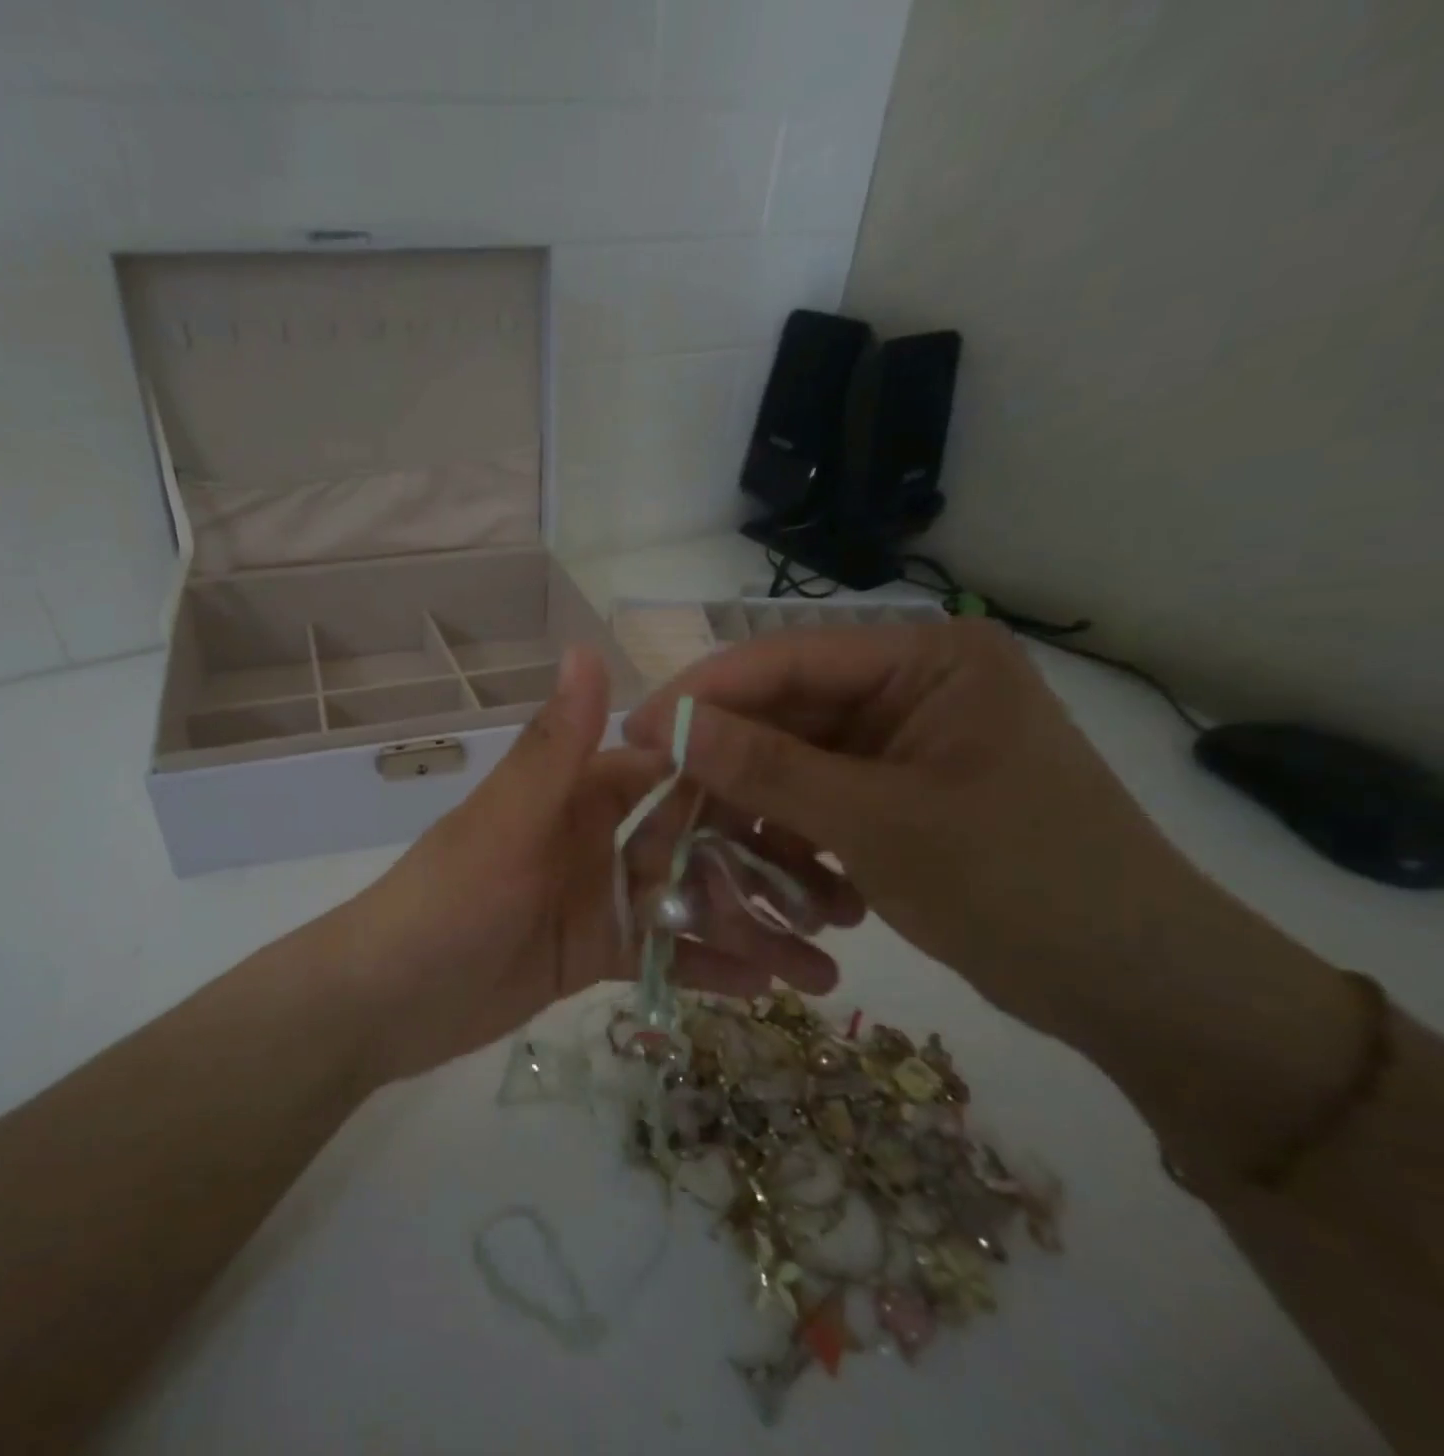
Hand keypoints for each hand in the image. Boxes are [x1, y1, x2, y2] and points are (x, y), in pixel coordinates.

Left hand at [338, 647, 860, 1085]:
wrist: (386, 1001)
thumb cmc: (446, 902)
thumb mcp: (505, 824)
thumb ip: (553, 747)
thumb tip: (587, 647)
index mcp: (576, 794)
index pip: (671, 774)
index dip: (738, 783)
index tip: (817, 799)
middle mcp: (594, 837)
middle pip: (693, 842)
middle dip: (762, 867)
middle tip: (847, 902)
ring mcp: (598, 897)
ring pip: (687, 903)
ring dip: (750, 927)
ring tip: (828, 966)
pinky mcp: (595, 954)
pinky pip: (664, 954)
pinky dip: (709, 968)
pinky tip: (772, 989)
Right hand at [622, 620, 1222, 1045]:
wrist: (1140, 993)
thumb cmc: (1022, 887)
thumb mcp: (878, 823)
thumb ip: (764, 767)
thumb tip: (663, 724)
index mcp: (927, 659)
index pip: (787, 659)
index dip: (704, 696)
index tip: (635, 735)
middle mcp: (911, 687)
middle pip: (785, 714)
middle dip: (729, 769)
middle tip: (664, 808)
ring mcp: (903, 743)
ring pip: (793, 765)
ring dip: (764, 819)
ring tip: (738, 871)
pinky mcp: (898, 793)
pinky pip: (818, 802)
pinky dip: (798, 843)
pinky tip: (806, 896)